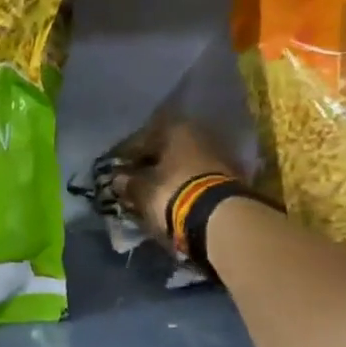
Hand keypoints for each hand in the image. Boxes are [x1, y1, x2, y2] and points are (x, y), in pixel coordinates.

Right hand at [111, 117, 243, 246]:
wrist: (219, 217)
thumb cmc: (172, 193)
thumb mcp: (142, 190)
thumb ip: (128, 183)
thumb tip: (119, 180)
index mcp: (175, 129)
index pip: (141, 140)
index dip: (125, 157)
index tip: (115, 171)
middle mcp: (198, 134)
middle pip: (166, 150)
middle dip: (149, 167)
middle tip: (133, 183)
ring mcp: (217, 155)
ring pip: (182, 164)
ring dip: (167, 177)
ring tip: (152, 195)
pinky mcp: (229, 177)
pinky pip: (196, 178)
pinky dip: (183, 186)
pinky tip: (172, 199)